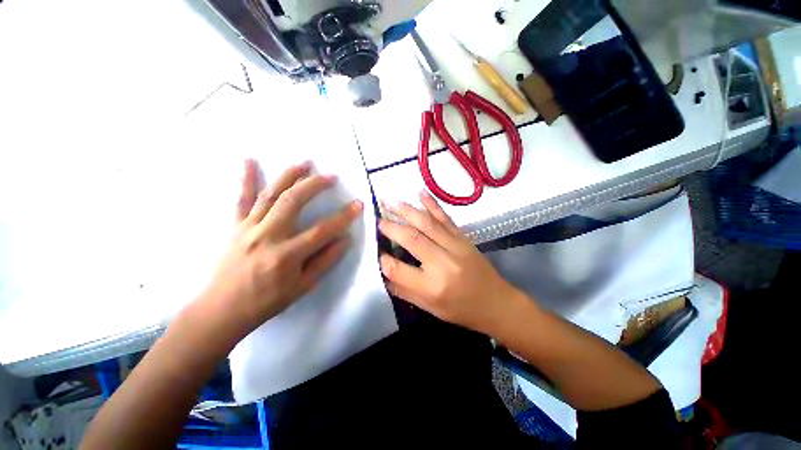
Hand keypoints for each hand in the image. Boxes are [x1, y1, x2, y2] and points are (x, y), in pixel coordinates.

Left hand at [200, 159, 362, 336]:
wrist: (221, 310)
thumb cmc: (266, 302)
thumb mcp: (302, 287)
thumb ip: (325, 261)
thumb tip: (345, 239)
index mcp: (287, 256)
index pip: (322, 230)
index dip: (343, 217)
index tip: (358, 204)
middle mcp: (268, 236)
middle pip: (293, 202)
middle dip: (315, 185)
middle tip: (330, 176)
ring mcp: (249, 228)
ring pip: (270, 194)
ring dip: (289, 176)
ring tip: (305, 163)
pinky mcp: (235, 226)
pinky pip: (241, 199)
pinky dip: (245, 178)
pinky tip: (249, 160)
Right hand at [379, 192, 519, 334]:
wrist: (496, 302)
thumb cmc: (460, 309)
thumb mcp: (428, 308)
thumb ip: (403, 290)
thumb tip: (383, 271)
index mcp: (431, 287)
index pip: (397, 269)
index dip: (382, 258)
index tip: (375, 249)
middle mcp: (442, 263)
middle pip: (411, 239)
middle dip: (391, 227)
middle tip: (377, 219)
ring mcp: (455, 247)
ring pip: (426, 224)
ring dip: (406, 210)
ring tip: (389, 201)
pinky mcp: (463, 238)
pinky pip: (445, 218)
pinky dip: (432, 204)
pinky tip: (420, 193)